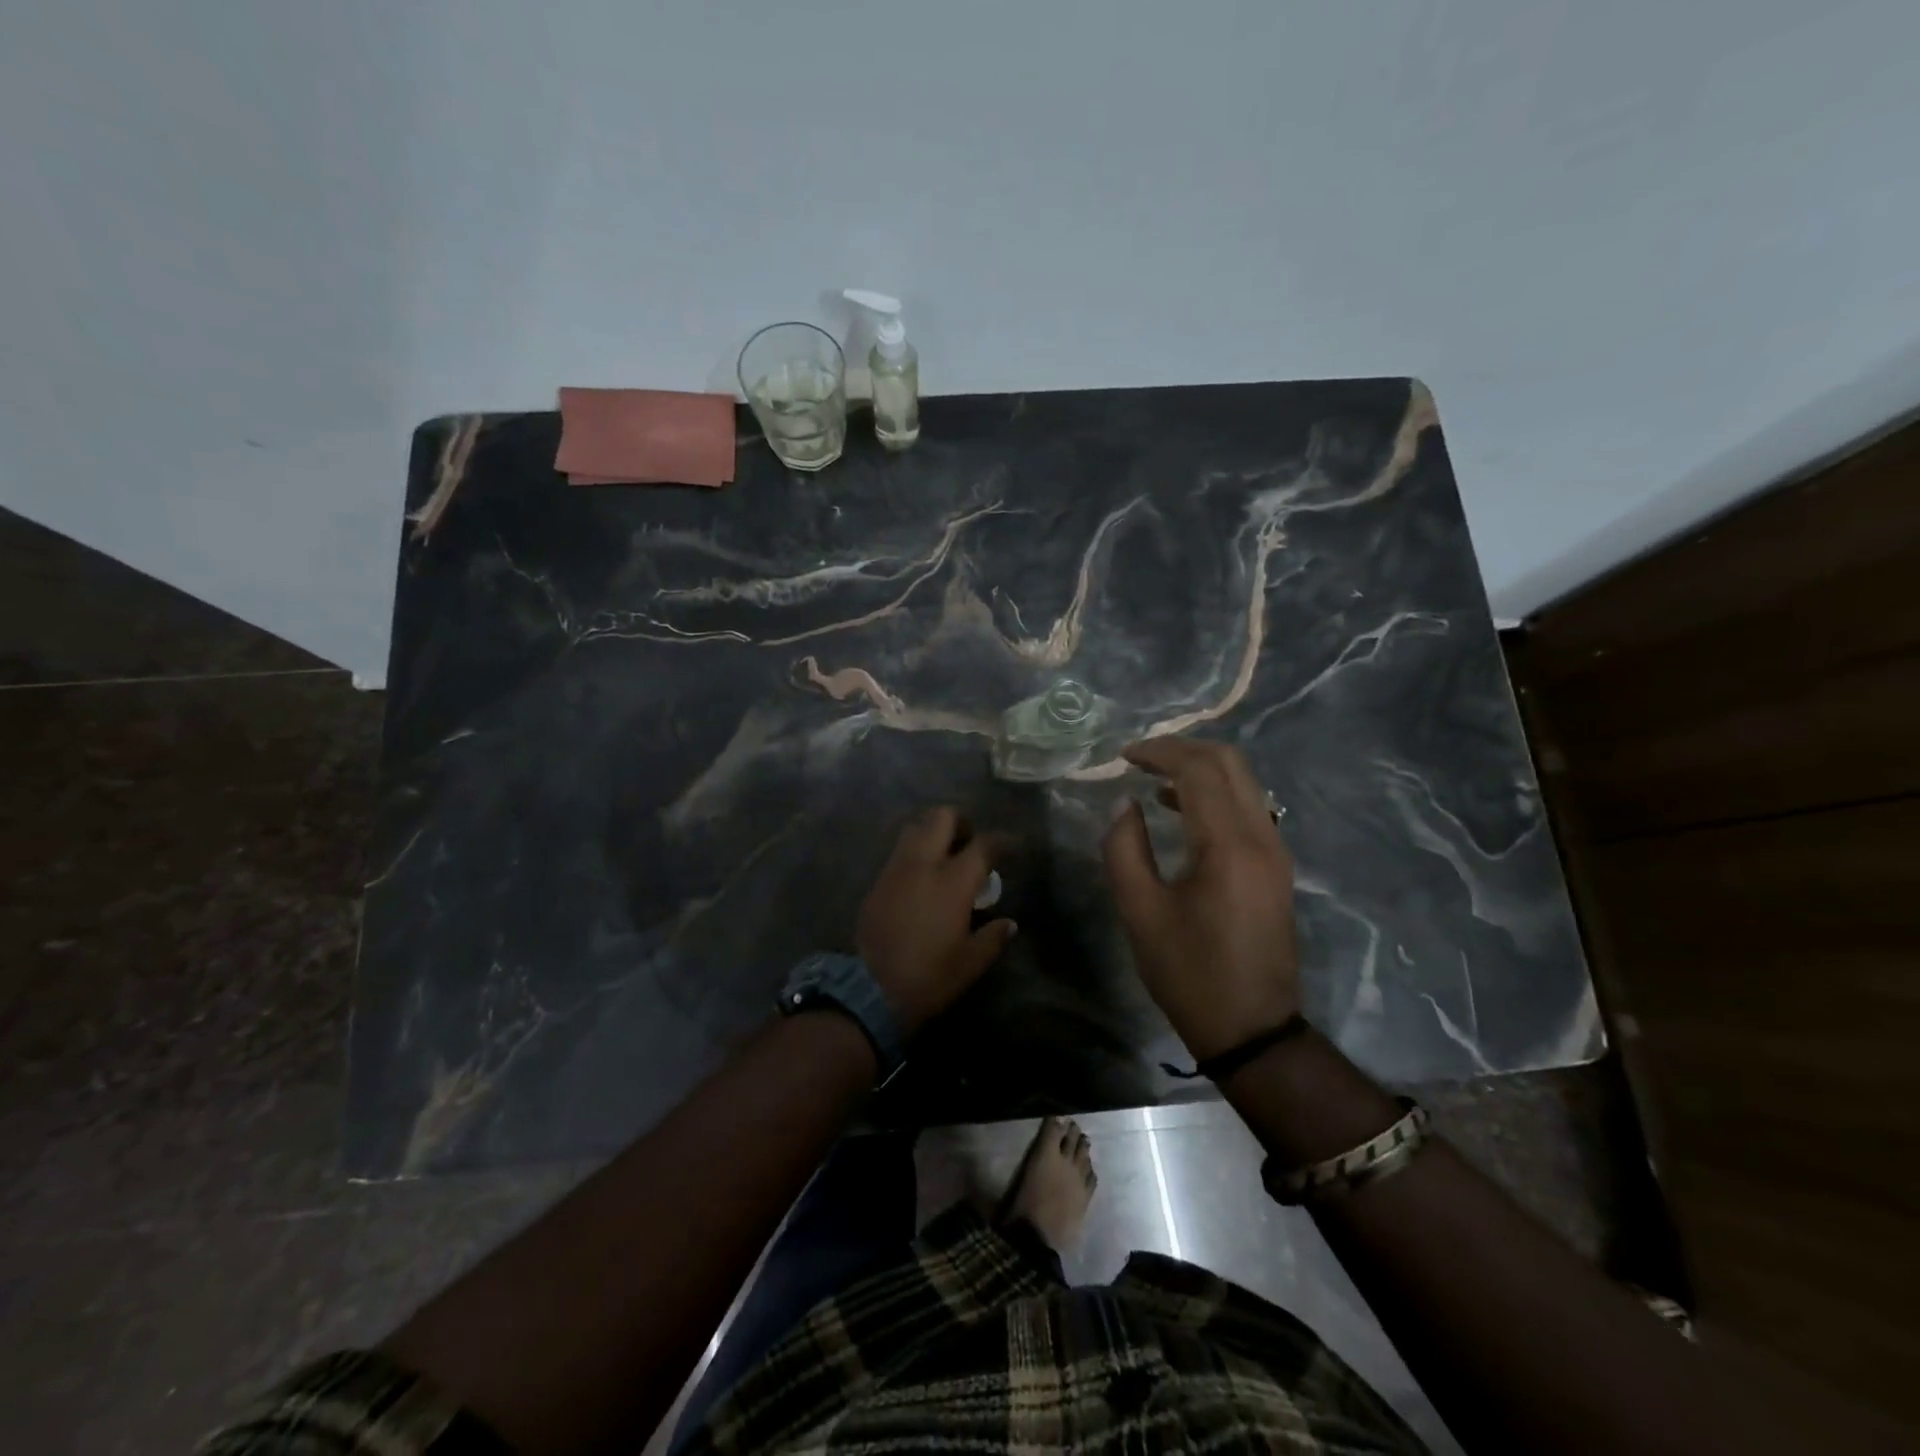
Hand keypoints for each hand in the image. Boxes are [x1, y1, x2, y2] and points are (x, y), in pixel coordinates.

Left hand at [857, 807, 1016, 1033]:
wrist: (868, 990)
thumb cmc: (928, 976)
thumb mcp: (970, 963)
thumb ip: (992, 938)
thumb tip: (1009, 924)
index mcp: (952, 881)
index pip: (984, 845)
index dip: (1002, 841)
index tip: (1012, 846)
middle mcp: (923, 864)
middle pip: (941, 817)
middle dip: (960, 822)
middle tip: (970, 843)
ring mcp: (896, 869)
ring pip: (915, 828)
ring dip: (933, 833)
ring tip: (944, 857)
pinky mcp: (877, 881)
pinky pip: (899, 852)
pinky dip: (914, 853)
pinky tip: (922, 878)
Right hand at [1102, 737, 1299, 1060]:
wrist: (1252, 1029)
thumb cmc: (1189, 973)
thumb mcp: (1140, 913)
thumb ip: (1125, 849)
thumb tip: (1125, 806)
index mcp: (1228, 847)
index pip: (1198, 770)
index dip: (1159, 752)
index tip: (1123, 756)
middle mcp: (1262, 837)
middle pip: (1230, 763)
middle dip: (1183, 748)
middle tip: (1140, 757)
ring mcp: (1276, 851)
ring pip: (1243, 782)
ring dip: (1200, 768)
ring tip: (1153, 777)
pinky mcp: (1276, 866)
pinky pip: (1248, 807)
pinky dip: (1214, 793)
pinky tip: (1180, 808)